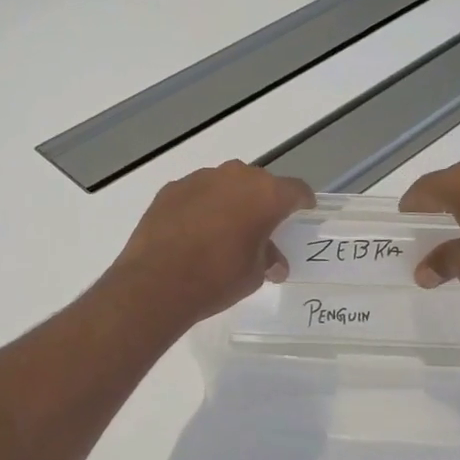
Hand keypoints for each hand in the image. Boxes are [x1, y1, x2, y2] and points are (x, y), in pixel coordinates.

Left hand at [104, 161, 314, 331]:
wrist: (157, 282)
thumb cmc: (218, 278)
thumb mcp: (254, 275)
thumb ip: (268, 259)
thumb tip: (273, 262)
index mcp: (266, 194)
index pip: (296, 190)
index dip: (301, 202)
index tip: (302, 213)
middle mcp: (235, 177)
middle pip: (259, 184)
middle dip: (262, 202)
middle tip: (259, 228)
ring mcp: (200, 179)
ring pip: (225, 185)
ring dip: (229, 202)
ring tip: (222, 231)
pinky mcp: (171, 188)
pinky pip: (196, 193)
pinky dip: (200, 206)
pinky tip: (192, 232)